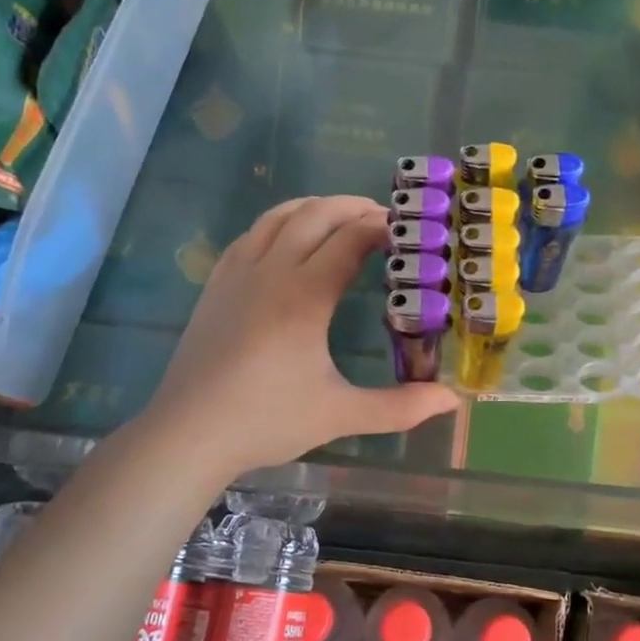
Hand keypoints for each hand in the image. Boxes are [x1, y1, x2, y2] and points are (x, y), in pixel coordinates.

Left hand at [143, 196, 460, 476]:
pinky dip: (280, 224)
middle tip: (384, 219)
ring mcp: (238, 273)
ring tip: (342, 219)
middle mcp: (271, 270)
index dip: (383, 227)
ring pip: (279, 216)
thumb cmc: (266, 421)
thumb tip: (451, 400)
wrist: (188, 433)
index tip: (409, 231)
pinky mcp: (216, 284)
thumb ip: (399, 406)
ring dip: (316, 208)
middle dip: (354, 207)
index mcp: (304, 295)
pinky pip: (251, 234)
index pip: (351, 238)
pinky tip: (288, 240)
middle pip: (316, 213)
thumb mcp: (340, 414)